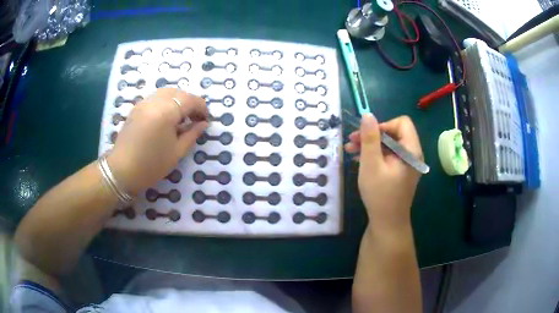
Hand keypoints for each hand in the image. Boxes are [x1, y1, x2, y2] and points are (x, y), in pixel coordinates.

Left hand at [107, 88, 207, 194]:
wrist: (122, 171)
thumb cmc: (152, 165)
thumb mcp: (177, 152)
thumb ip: (192, 134)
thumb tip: (203, 123)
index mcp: (167, 112)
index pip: (190, 100)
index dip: (201, 107)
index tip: (206, 119)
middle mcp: (155, 101)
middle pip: (178, 93)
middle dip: (190, 102)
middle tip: (195, 118)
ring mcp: (143, 103)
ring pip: (166, 92)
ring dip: (177, 100)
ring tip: (181, 116)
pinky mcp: (136, 108)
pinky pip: (155, 97)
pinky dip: (165, 101)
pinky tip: (166, 116)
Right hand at [345, 114, 422, 229]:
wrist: (387, 223)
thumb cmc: (380, 195)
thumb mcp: (371, 164)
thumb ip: (370, 138)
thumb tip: (368, 115)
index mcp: (411, 151)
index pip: (402, 123)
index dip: (383, 125)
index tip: (366, 135)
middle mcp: (412, 154)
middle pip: (395, 132)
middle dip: (372, 134)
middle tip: (352, 141)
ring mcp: (407, 163)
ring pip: (390, 144)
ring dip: (371, 144)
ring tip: (350, 149)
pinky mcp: (401, 171)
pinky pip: (389, 155)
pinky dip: (375, 154)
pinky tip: (359, 158)